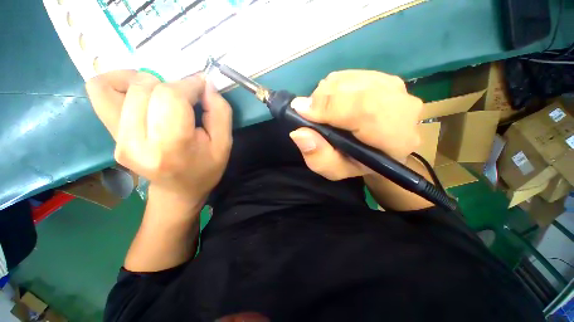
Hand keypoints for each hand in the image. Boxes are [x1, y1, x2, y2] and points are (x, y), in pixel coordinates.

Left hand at [86, 70, 232, 203]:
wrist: (178, 190)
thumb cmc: (206, 169)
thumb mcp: (224, 144)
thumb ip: (220, 112)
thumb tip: (205, 84)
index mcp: (171, 147)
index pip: (170, 97)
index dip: (189, 85)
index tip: (202, 88)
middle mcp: (135, 142)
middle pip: (146, 87)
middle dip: (173, 85)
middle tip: (188, 98)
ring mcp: (117, 138)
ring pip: (122, 84)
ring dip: (150, 82)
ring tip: (166, 97)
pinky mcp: (110, 134)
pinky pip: (100, 90)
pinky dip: (120, 82)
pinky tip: (140, 93)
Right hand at [289, 70, 421, 180]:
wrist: (377, 151)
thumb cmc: (355, 163)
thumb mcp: (334, 169)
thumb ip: (319, 157)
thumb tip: (299, 133)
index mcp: (395, 138)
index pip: (364, 110)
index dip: (329, 106)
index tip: (301, 110)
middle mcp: (403, 108)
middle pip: (355, 90)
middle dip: (323, 99)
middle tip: (309, 112)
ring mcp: (396, 88)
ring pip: (350, 79)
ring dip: (327, 93)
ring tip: (322, 111)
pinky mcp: (384, 78)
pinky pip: (350, 75)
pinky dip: (333, 87)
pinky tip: (333, 102)